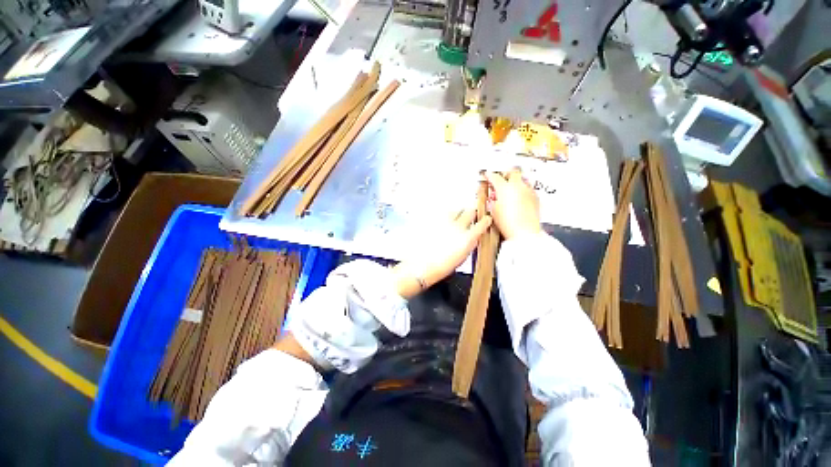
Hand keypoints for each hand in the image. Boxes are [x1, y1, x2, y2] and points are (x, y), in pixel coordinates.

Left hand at [393, 208, 491, 297]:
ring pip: (456, 209)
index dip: (486, 220)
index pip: (483, 223)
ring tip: (454, 221)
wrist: (422, 266)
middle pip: (470, 211)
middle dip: (472, 213)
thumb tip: (474, 235)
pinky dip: (445, 217)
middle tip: (470, 217)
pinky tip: (443, 224)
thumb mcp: (463, 257)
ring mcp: (444, 221)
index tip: (486, 219)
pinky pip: (443, 213)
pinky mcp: (433, 220)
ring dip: (458, 214)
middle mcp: (458, 226)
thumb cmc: (443, 266)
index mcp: (468, 238)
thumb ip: (470, 243)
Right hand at [484, 168, 541, 239]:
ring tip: (510, 189)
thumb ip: (493, 200)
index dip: (489, 175)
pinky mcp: (535, 197)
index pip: (494, 177)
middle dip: (505, 174)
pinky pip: (528, 188)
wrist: (525, 232)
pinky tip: (518, 198)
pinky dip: (522, 190)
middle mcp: (518, 186)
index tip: (487, 175)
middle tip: (501, 178)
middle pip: (512, 172)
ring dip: (515, 181)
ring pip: (522, 179)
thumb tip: (494, 196)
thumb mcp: (494, 211)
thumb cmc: (508, 223)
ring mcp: (528, 191)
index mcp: (504, 188)